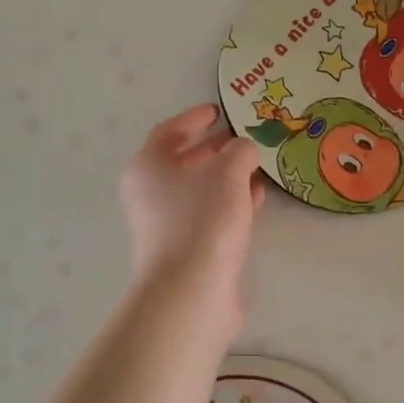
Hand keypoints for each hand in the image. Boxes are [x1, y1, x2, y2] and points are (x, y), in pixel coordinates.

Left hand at [120, 104, 265, 306]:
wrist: (191, 291)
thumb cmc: (203, 218)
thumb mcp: (228, 172)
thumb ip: (240, 151)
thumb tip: (245, 148)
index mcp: (148, 167)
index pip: (168, 132)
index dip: (193, 118)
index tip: (218, 111)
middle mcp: (150, 193)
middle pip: (182, 161)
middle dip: (213, 148)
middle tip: (241, 138)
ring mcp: (166, 224)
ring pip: (198, 189)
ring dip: (225, 176)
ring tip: (256, 165)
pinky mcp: (186, 249)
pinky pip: (209, 214)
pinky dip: (230, 202)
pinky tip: (256, 198)